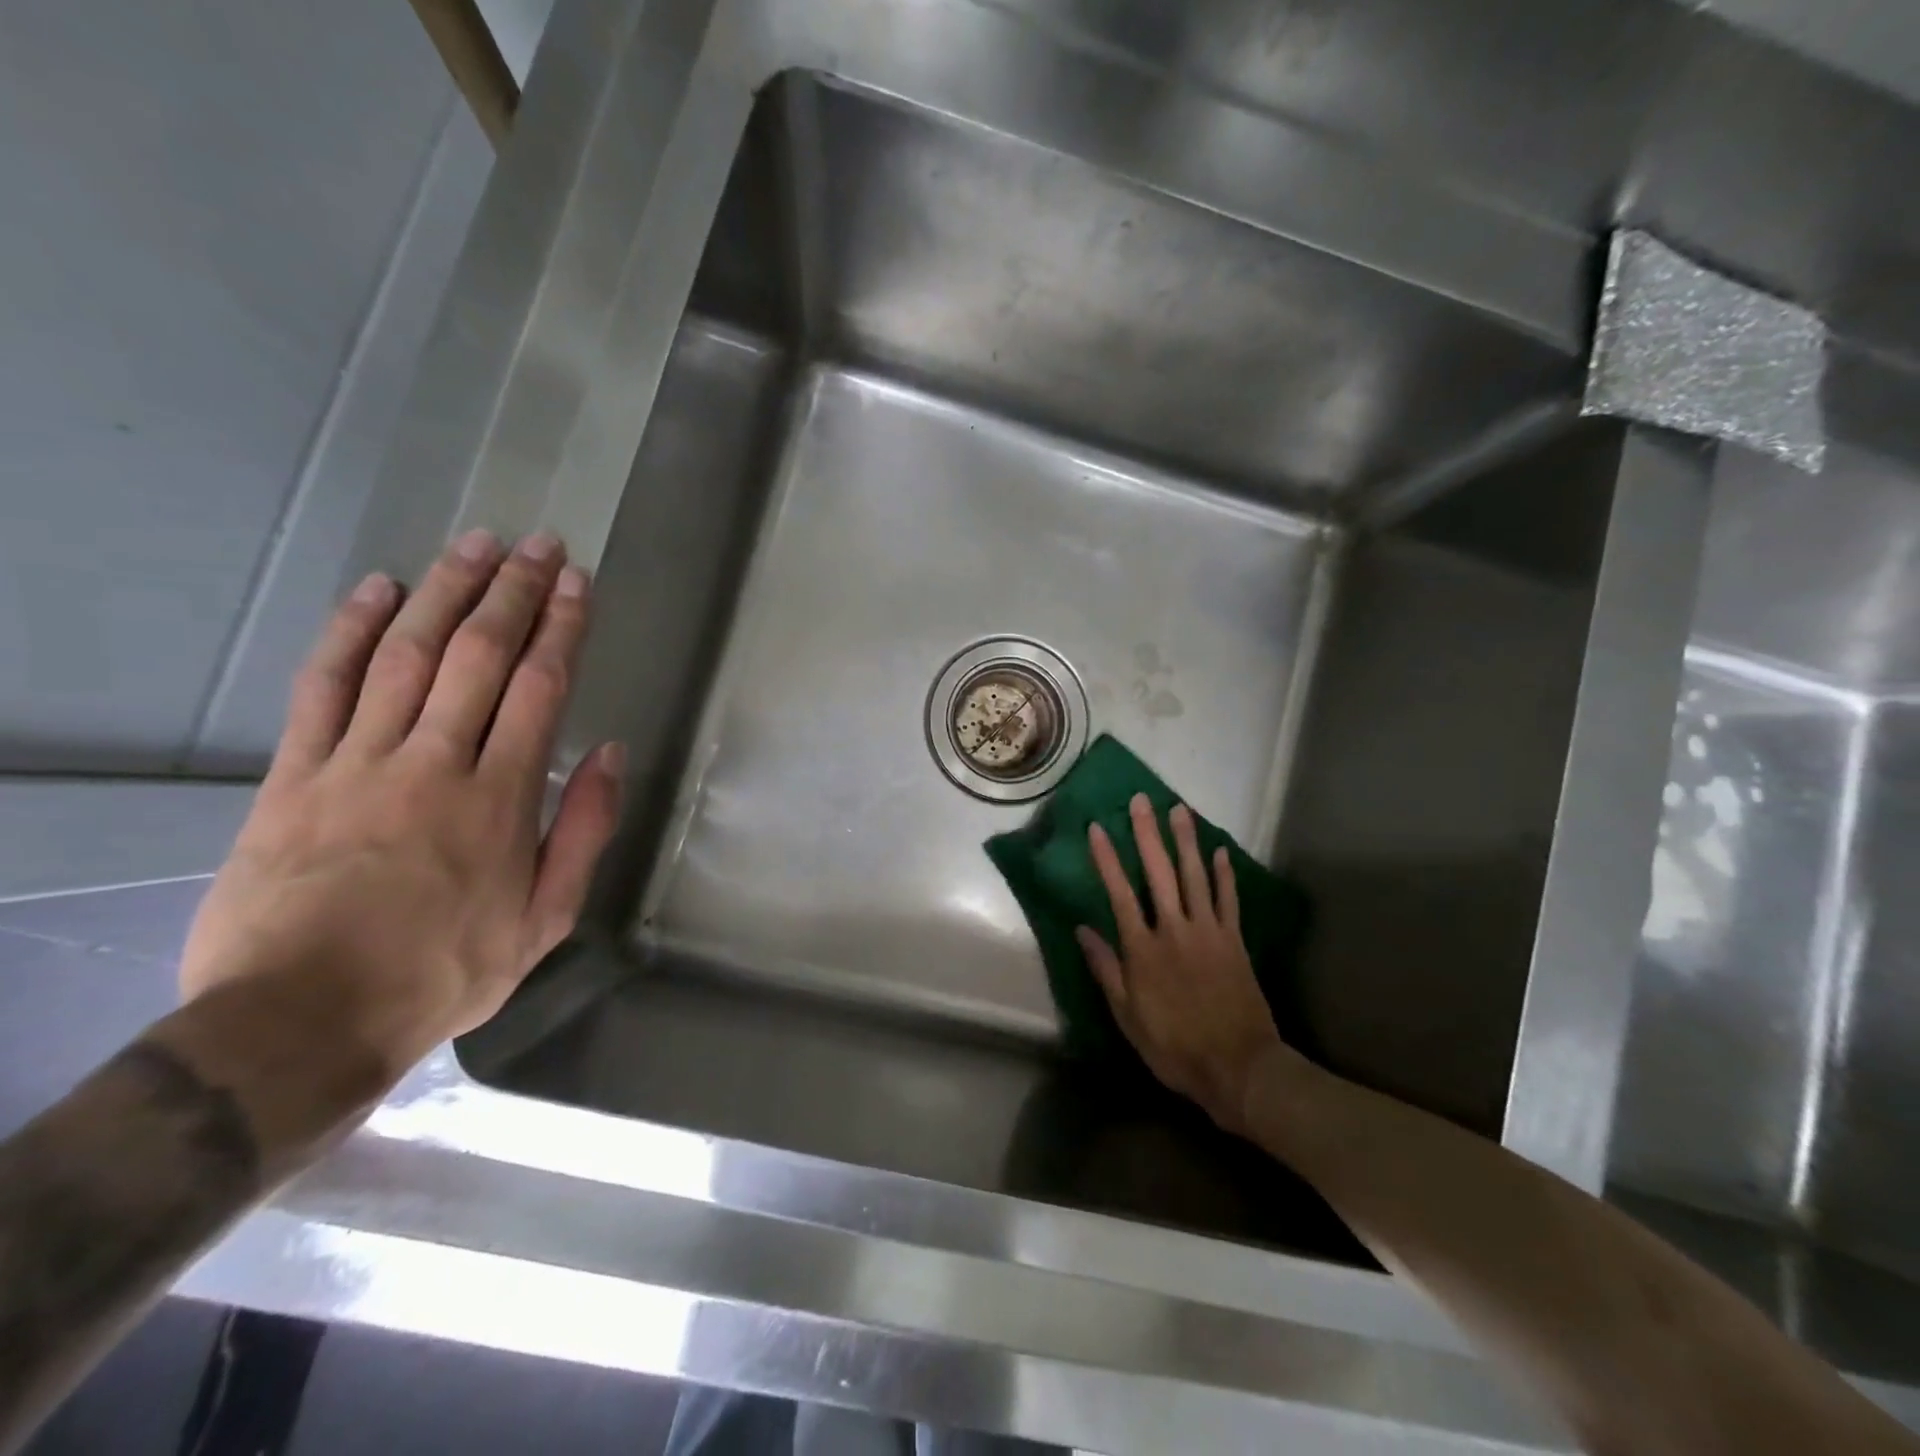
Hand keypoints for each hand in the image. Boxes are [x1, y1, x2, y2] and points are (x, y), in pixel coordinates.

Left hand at [180, 529, 623, 1079]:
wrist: (303, 1020)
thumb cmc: (446, 971)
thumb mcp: (546, 918)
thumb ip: (582, 830)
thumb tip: (611, 754)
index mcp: (499, 796)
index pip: (540, 687)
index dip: (562, 627)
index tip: (576, 582)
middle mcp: (433, 761)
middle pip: (478, 655)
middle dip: (513, 591)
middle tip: (537, 543)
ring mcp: (357, 762)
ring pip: (406, 656)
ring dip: (445, 593)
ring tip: (474, 545)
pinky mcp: (295, 775)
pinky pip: (324, 687)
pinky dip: (351, 632)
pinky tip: (379, 590)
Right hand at [1076, 795, 1300, 1135]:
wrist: (1239, 1068)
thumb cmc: (1174, 1046)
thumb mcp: (1127, 1016)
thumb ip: (1105, 969)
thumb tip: (1083, 930)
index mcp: (1143, 949)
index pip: (1120, 893)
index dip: (1107, 858)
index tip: (1097, 827)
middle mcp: (1174, 930)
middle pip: (1159, 873)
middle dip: (1148, 834)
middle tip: (1141, 800)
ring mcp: (1209, 932)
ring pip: (1195, 876)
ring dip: (1186, 840)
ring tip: (1179, 809)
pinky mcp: (1235, 941)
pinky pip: (1229, 900)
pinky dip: (1224, 874)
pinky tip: (1219, 850)